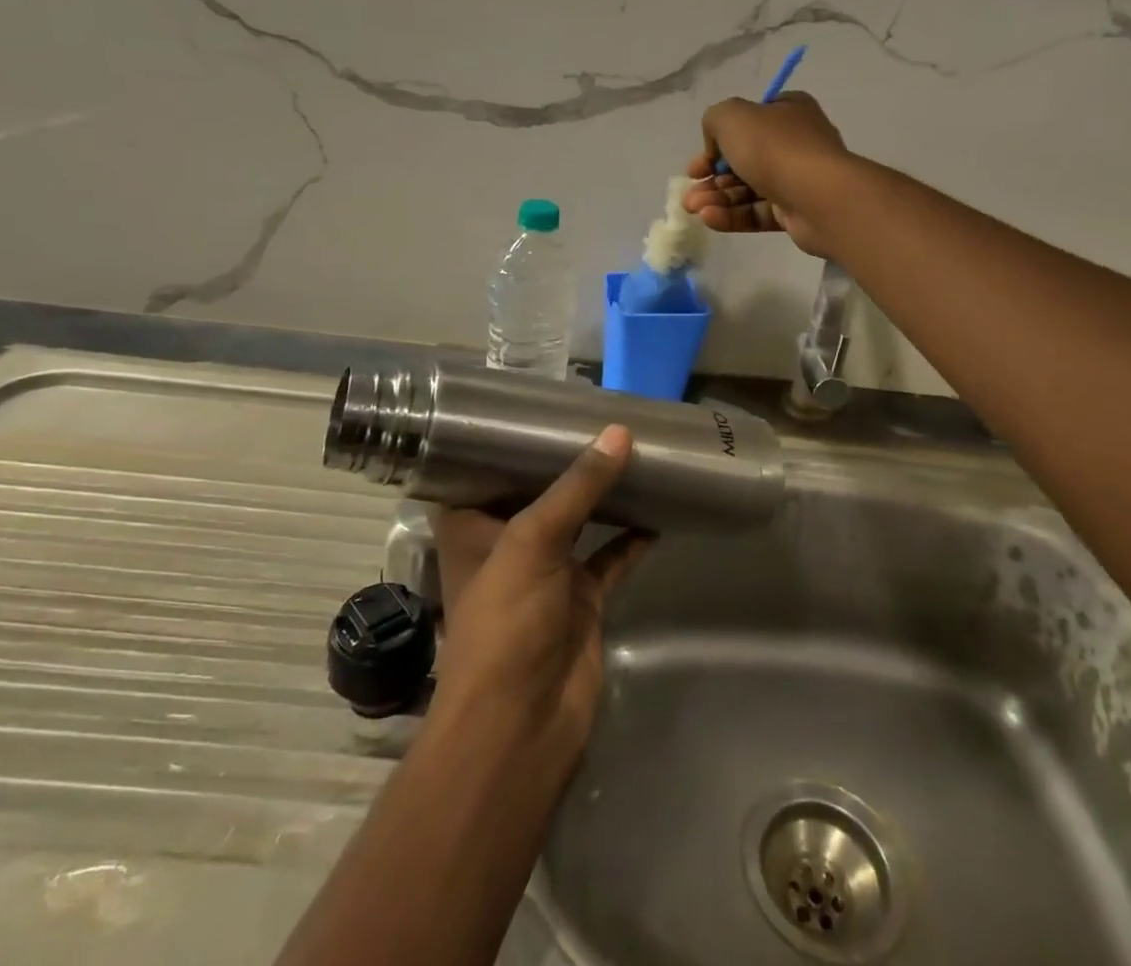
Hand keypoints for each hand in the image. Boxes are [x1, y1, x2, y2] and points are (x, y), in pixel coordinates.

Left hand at [428, 426, 650, 775]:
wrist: (523, 726)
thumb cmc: (505, 622)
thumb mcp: (533, 540)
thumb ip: (577, 486)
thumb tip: (619, 432)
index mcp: (472, 527)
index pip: (484, 469)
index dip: (507, 439)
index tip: (541, 405)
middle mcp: (506, 544)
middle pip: (538, 490)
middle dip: (567, 461)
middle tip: (602, 418)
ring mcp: (547, 572)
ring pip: (579, 519)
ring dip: (603, 493)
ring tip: (635, 450)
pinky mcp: (582, 598)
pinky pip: (611, 556)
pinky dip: (632, 536)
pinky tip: (659, 508)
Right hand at [683, 91, 850, 255]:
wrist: (819, 196)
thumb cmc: (774, 148)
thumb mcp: (731, 116)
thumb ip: (714, 121)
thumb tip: (717, 148)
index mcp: (787, 112)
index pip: (748, 122)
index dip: (717, 142)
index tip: (697, 163)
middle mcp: (795, 142)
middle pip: (744, 160)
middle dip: (712, 177)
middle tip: (690, 191)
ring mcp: (797, 180)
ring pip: (748, 189)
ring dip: (717, 198)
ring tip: (693, 208)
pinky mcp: (795, 213)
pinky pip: (758, 213)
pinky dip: (733, 216)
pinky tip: (710, 219)